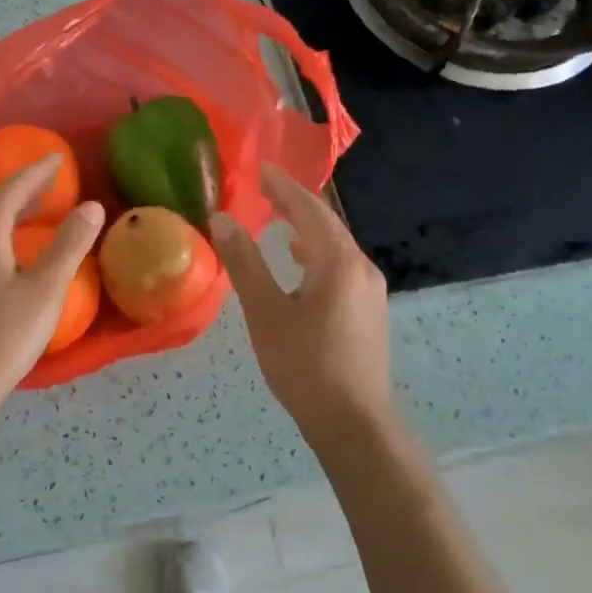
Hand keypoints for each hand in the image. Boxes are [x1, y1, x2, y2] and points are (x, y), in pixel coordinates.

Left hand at [0, 156, 103, 448]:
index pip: (10, 189)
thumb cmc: (3, 337)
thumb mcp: (45, 290)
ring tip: (39, 206)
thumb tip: (90, 206)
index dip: (36, 171)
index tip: (57, 157)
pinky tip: (14, 245)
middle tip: (52, 179)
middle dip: (23, 187)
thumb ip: (69, 245)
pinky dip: (0, 230)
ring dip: (11, 209)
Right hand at [209, 164, 395, 445]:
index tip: (260, 169)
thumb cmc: (305, 366)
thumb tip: (222, 219)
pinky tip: (300, 264)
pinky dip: (316, 254)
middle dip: (295, 204)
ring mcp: (370, 291)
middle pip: (327, 224)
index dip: (283, 187)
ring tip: (279, 219)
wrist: (354, 424)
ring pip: (335, 247)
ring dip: (306, 229)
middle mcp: (361, 268)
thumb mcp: (266, 313)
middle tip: (264, 189)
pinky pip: (340, 267)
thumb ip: (245, 263)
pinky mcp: (368, 312)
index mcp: (339, 262)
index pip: (309, 210)